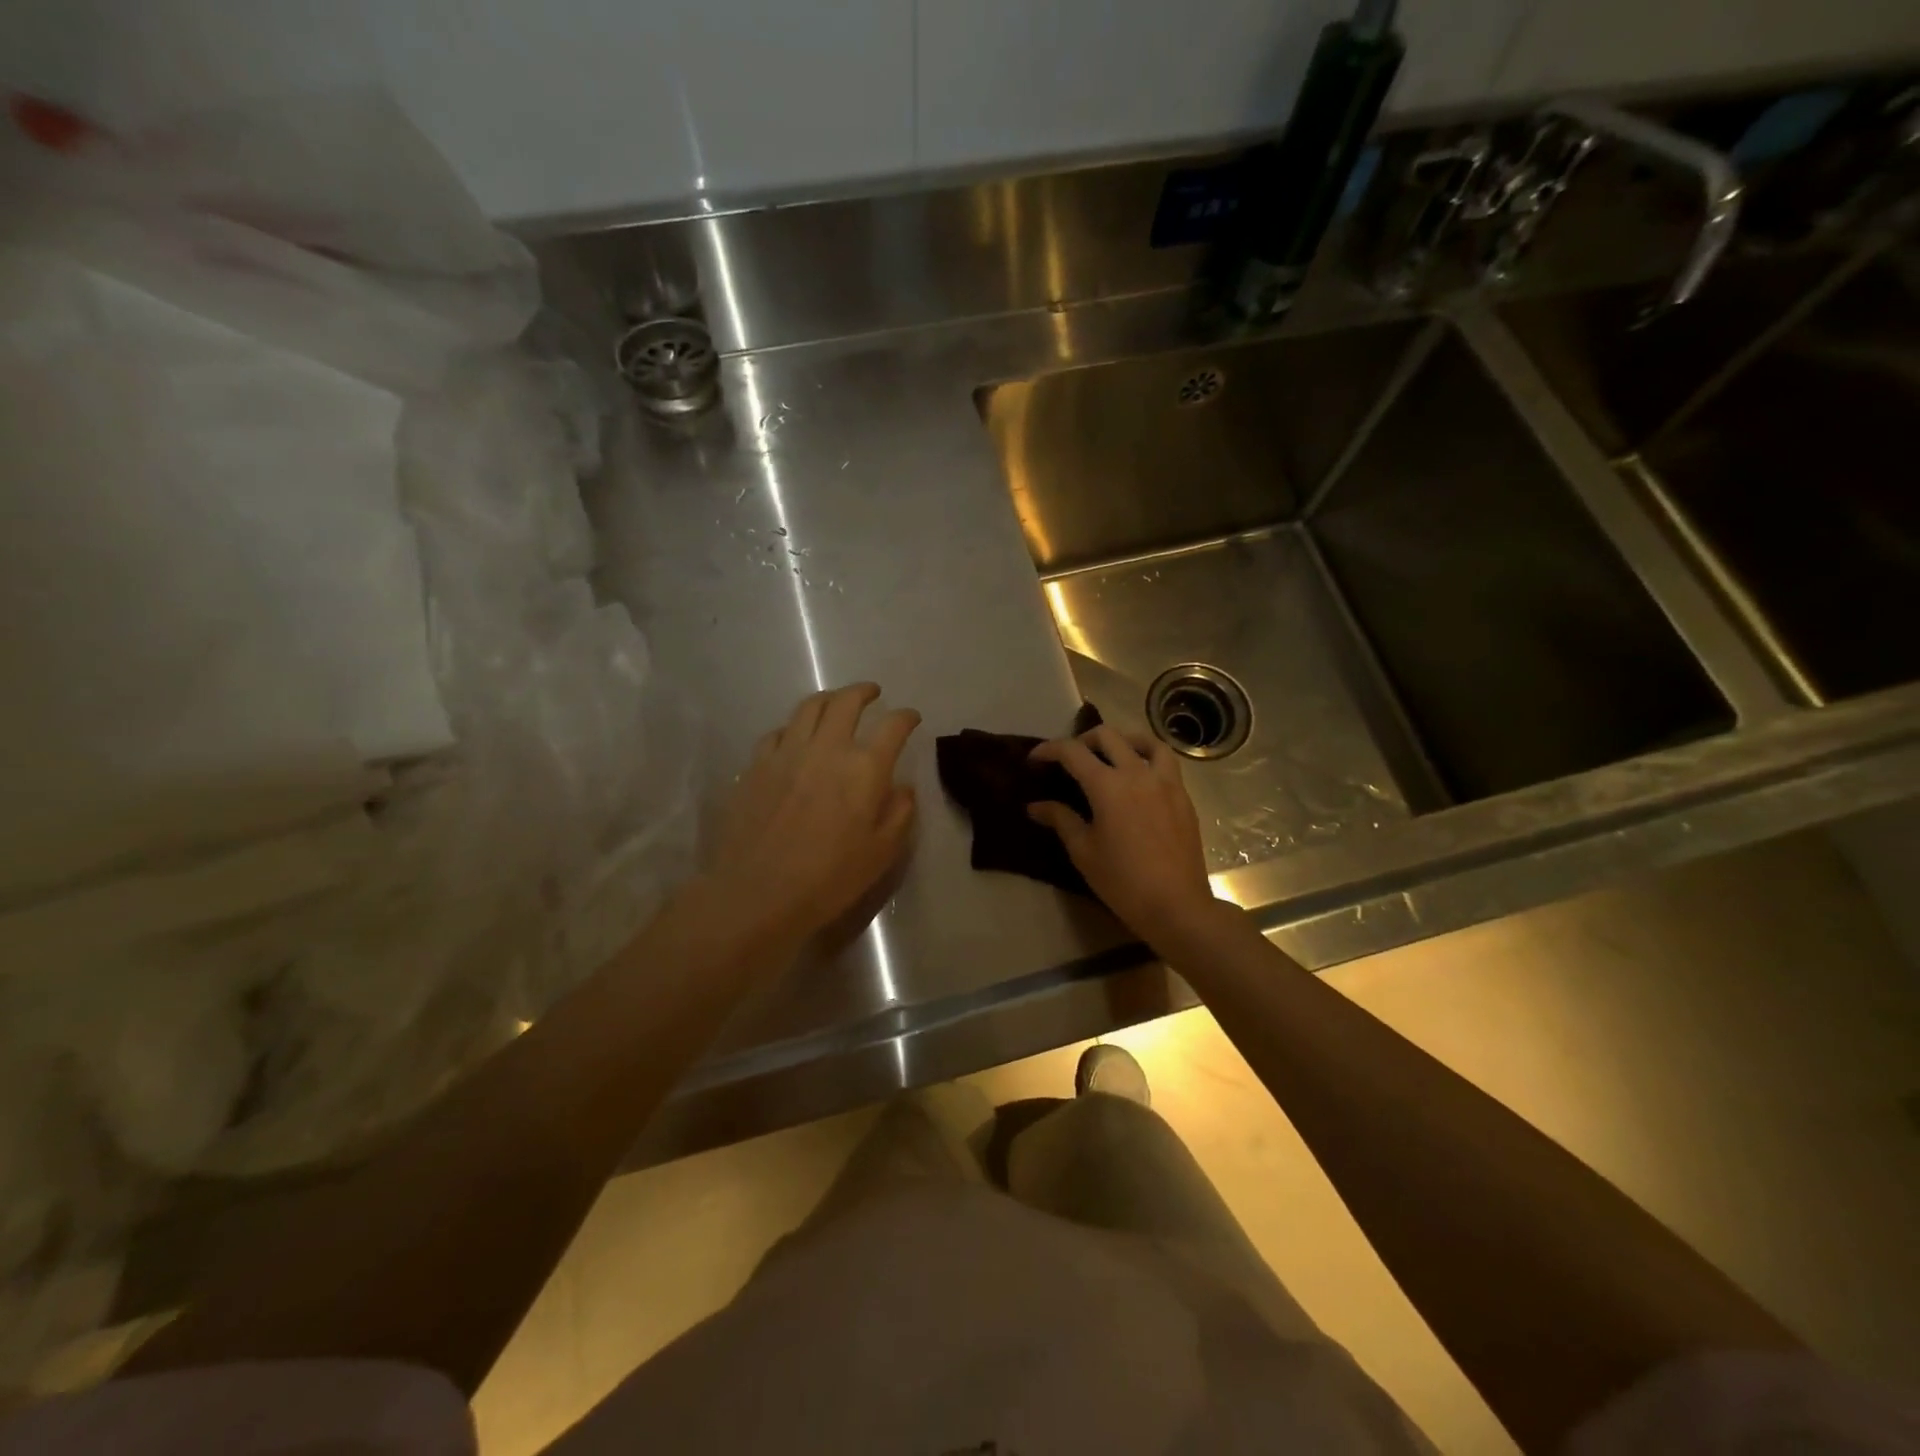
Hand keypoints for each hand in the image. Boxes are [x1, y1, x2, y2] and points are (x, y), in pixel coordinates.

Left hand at [706, 683, 919, 950]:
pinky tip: (795, 738)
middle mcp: (827, 748)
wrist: (758, 893)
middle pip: (847, 701)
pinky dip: (794, 727)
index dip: (906, 717)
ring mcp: (787, 752)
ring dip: (828, 698)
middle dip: (864, 691)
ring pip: (809, 707)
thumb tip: (901, 787)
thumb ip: (899, 813)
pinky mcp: (756, 765)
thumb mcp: (882, 853)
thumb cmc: (829, 878)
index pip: (893, 726)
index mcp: (864, 768)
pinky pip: (778, 732)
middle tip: (872, 693)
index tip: (911, 718)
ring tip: (835, 703)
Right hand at [1029, 726, 1218, 947]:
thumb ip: (1060, 819)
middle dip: (1083, 740)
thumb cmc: (1122, 881)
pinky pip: (1166, 762)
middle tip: (1069, 759)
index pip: (1073, 752)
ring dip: (1122, 740)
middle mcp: (1138, 773)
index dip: (1049, 750)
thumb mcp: (1083, 851)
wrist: (1176, 905)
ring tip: (1111, 755)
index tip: (1034, 759)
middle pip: (1108, 736)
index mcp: (1108, 785)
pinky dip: (1147, 758)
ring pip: (1146, 741)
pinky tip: (1139, 779)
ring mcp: (1166, 782)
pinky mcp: (1183, 796)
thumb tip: (1035, 806)